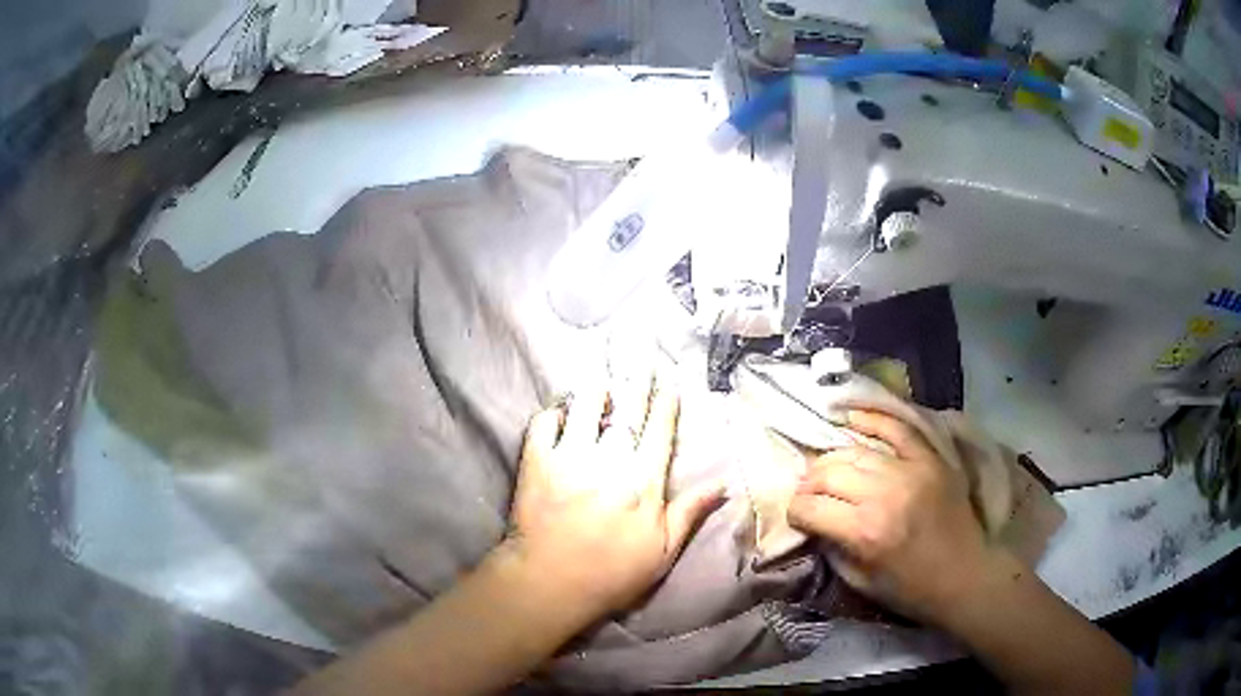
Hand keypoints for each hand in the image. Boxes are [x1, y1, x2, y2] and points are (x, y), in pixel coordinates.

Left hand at [499, 377, 723, 621]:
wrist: (551, 583)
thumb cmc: (612, 573)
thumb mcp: (663, 551)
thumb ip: (690, 512)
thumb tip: (724, 483)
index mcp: (643, 482)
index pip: (659, 430)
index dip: (665, 403)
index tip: (668, 382)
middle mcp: (609, 461)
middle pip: (627, 411)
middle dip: (637, 383)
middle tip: (642, 361)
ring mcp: (569, 458)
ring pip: (585, 408)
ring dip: (596, 392)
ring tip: (602, 383)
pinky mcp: (536, 462)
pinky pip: (544, 423)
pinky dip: (553, 413)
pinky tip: (561, 413)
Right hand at [787, 409, 1001, 624]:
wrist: (964, 576)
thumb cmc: (910, 589)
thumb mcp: (859, 582)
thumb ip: (831, 549)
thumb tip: (813, 522)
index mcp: (864, 531)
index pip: (810, 507)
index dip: (795, 511)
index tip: (796, 516)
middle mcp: (884, 494)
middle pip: (829, 473)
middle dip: (809, 484)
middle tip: (808, 493)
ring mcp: (910, 470)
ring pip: (856, 451)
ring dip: (833, 458)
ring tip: (827, 468)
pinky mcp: (930, 459)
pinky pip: (898, 428)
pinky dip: (873, 419)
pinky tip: (852, 417)